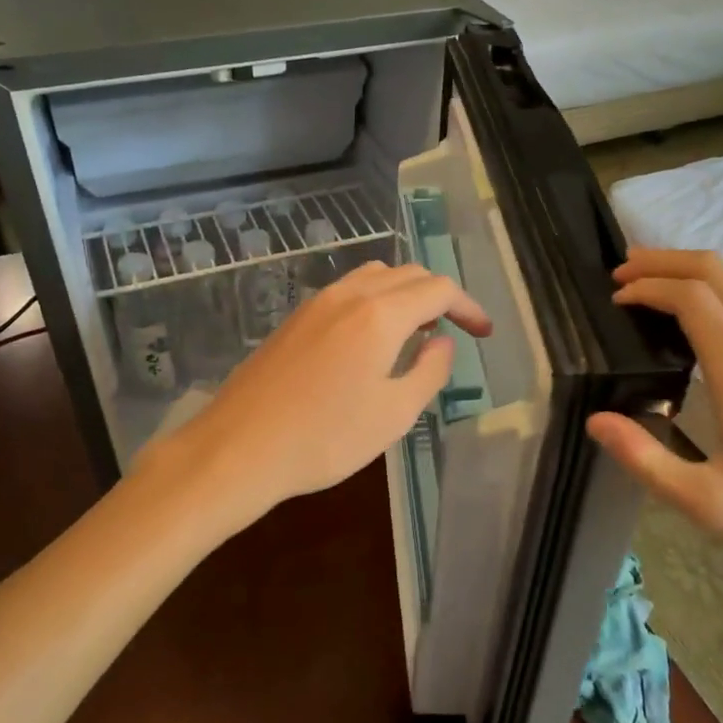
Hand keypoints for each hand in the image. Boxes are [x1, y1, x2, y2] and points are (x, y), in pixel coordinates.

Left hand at [143, 262, 490, 523]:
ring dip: (404, 294)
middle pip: (408, 274)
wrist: (239, 448)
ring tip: (414, 333)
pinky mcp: (295, 318)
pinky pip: (348, 292)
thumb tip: (442, 342)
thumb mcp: (394, 414)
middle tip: (452, 333)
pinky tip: (371, 340)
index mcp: (380, 314)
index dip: (467, 307)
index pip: (438, 289)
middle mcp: (350, 295)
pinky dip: (374, 301)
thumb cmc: (325, 438)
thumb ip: (429, 371)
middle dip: (439, 297)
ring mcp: (317, 303)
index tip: (483, 333)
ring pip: (375, 277)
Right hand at [585, 250, 722, 618]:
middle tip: (622, 272)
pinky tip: (692, 330)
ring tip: (647, 291)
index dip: (648, 286)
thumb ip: (645, 459)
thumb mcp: (707, 504)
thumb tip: (595, 420)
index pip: (693, 298)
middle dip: (665, 261)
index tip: (614, 299)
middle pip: (718, 274)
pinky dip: (712, 300)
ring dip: (689, 277)